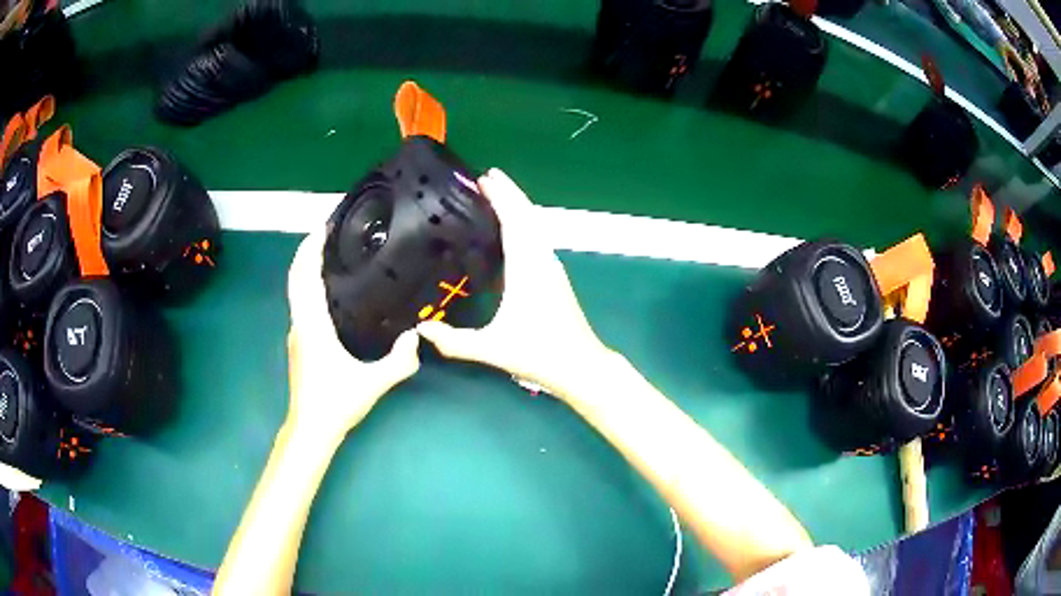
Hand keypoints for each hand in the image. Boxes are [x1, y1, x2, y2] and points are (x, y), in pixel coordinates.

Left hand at [287, 230, 419, 438]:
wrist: (310, 429)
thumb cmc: (335, 404)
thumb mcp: (371, 384)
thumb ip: (398, 362)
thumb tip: (416, 337)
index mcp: (313, 327)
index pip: (305, 278)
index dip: (310, 250)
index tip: (322, 228)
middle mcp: (300, 324)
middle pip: (296, 279)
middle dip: (307, 251)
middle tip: (326, 232)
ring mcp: (297, 334)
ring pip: (296, 291)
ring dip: (306, 268)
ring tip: (328, 253)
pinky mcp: (299, 343)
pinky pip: (301, 303)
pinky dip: (308, 285)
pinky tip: (326, 288)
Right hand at [417, 169, 610, 397]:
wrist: (580, 365)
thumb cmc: (539, 353)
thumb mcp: (492, 348)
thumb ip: (455, 341)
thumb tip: (421, 330)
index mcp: (527, 268)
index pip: (514, 221)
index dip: (501, 197)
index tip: (486, 178)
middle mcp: (541, 260)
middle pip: (527, 216)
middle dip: (509, 193)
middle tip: (487, 177)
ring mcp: (551, 267)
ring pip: (535, 227)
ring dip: (518, 207)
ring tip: (496, 196)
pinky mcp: (554, 277)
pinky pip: (536, 239)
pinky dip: (523, 225)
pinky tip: (511, 232)